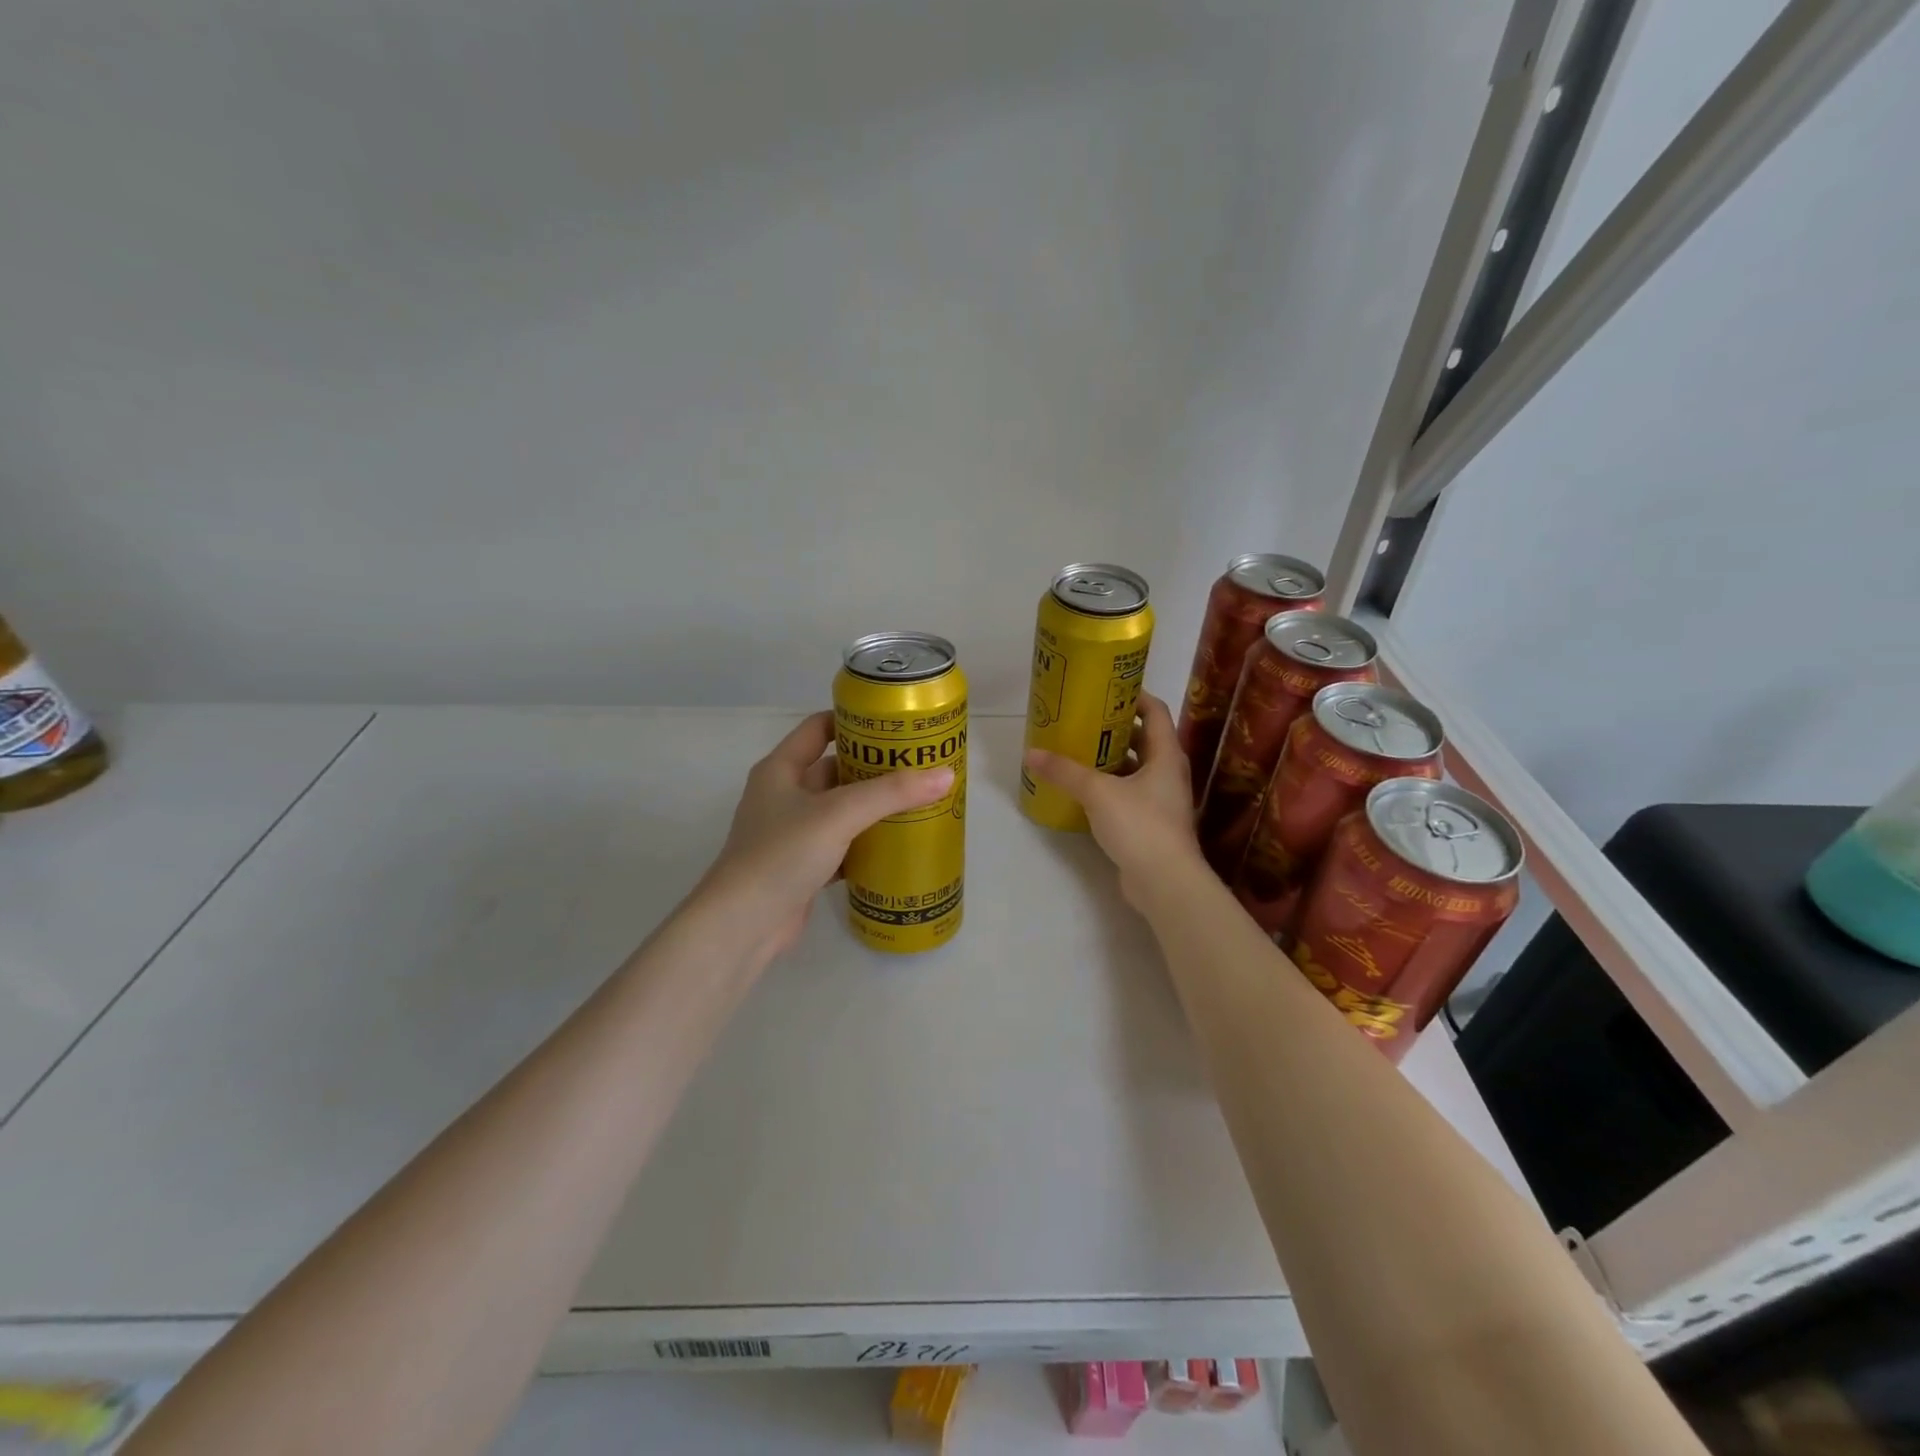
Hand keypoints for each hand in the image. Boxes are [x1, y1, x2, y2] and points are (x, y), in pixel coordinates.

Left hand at [703, 711, 954, 958]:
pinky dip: (867, 844)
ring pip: (841, 811)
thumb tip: (946, 775)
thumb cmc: (782, 854)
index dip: (854, 721)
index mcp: (781, 770)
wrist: (743, 925)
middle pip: (835, 770)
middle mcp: (784, 796)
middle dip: (875, 768)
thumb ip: (891, 793)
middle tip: (919, 765)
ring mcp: (793, 833)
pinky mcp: (803, 866)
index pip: (819, 728)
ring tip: (919, 802)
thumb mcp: (839, 814)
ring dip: (874, 808)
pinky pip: (842, 846)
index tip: (894, 724)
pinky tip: (899, 845)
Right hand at [1023, 692, 1202, 909]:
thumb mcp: (1097, 792)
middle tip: (1083, 719)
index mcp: (1166, 755)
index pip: (1156, 711)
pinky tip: (1083, 790)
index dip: (1134, 696)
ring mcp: (1162, 800)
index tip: (1105, 689)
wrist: (1164, 881)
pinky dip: (1109, 787)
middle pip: (1145, 739)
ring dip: (1111, 759)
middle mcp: (1168, 773)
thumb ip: (1064, 771)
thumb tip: (1030, 753)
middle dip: (1115, 728)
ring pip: (1136, 769)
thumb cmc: (1139, 824)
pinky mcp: (1151, 824)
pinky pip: (1129, 794)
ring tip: (1078, 751)